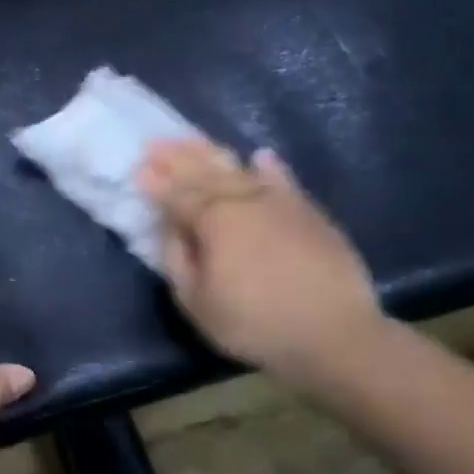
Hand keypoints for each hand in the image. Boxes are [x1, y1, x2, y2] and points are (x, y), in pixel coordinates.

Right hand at [138, 138, 383, 386]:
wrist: (335, 334)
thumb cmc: (254, 323)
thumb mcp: (196, 302)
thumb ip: (177, 259)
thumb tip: (170, 227)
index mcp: (213, 220)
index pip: (177, 194)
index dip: (156, 181)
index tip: (138, 167)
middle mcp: (244, 200)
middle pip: (205, 172)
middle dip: (178, 156)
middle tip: (156, 141)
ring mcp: (279, 203)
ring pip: (239, 169)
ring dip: (213, 152)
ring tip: (193, 139)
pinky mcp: (309, 213)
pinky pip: (284, 181)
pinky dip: (270, 167)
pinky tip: (261, 156)